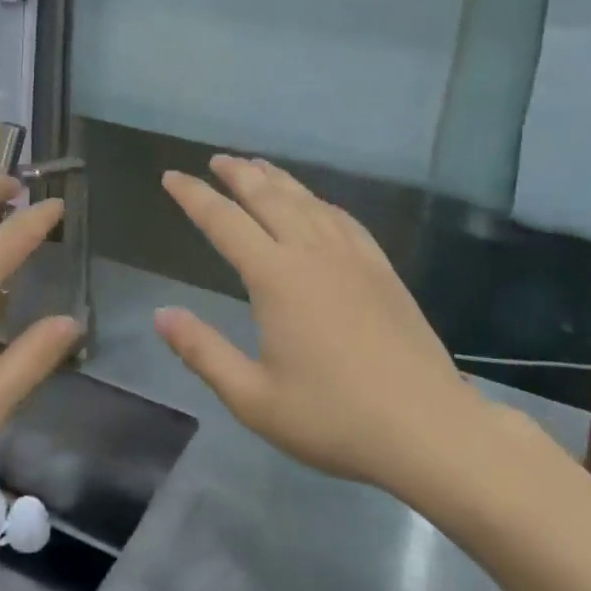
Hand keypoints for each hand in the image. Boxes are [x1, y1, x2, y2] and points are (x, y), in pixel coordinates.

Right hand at [155, 156, 495, 506]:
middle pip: (269, 198)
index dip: (194, 196)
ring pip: (308, 202)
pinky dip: (321, 202)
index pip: (224, 222)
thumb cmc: (333, 418)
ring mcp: (353, 259)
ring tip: (257, 166)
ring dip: (278, 180)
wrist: (429, 430)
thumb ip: (202, 351)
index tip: (171, 177)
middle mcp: (312, 254)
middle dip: (238, 175)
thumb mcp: (252, 397)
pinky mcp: (382, 272)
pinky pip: (345, 220)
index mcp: (276, 278)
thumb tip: (161, 315)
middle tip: (216, 160)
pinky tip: (318, 203)